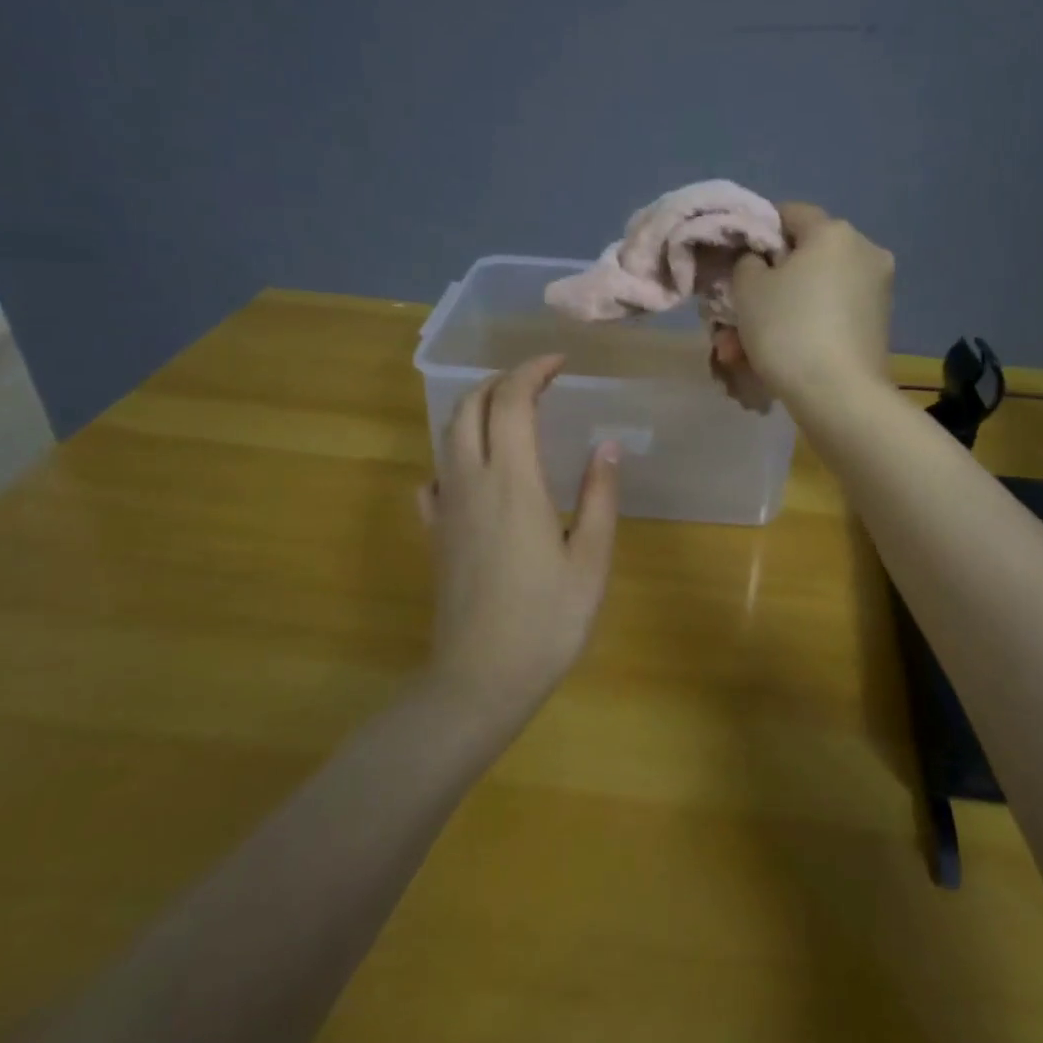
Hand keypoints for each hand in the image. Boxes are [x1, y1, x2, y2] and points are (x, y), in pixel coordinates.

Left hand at [418, 355, 620, 717]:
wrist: (479, 680)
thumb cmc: (547, 620)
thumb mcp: (591, 559)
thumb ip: (599, 495)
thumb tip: (608, 445)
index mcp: (512, 481)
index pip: (511, 401)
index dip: (533, 371)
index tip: (560, 362)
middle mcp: (470, 482)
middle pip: (470, 407)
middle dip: (501, 382)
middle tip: (538, 382)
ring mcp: (445, 508)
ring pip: (448, 436)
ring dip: (477, 409)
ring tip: (512, 413)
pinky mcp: (434, 534)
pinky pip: (436, 477)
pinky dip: (455, 455)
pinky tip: (476, 473)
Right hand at [731, 203, 894, 402]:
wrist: (840, 396)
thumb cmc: (788, 330)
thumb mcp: (748, 288)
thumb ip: (747, 261)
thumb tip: (760, 260)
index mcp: (834, 232)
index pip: (790, 213)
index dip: (758, 232)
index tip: (735, 260)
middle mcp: (864, 252)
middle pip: (803, 259)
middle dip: (765, 287)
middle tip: (733, 316)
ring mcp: (877, 290)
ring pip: (813, 293)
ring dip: (778, 315)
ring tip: (741, 351)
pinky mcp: (878, 325)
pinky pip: (830, 315)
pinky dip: (804, 329)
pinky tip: (775, 358)